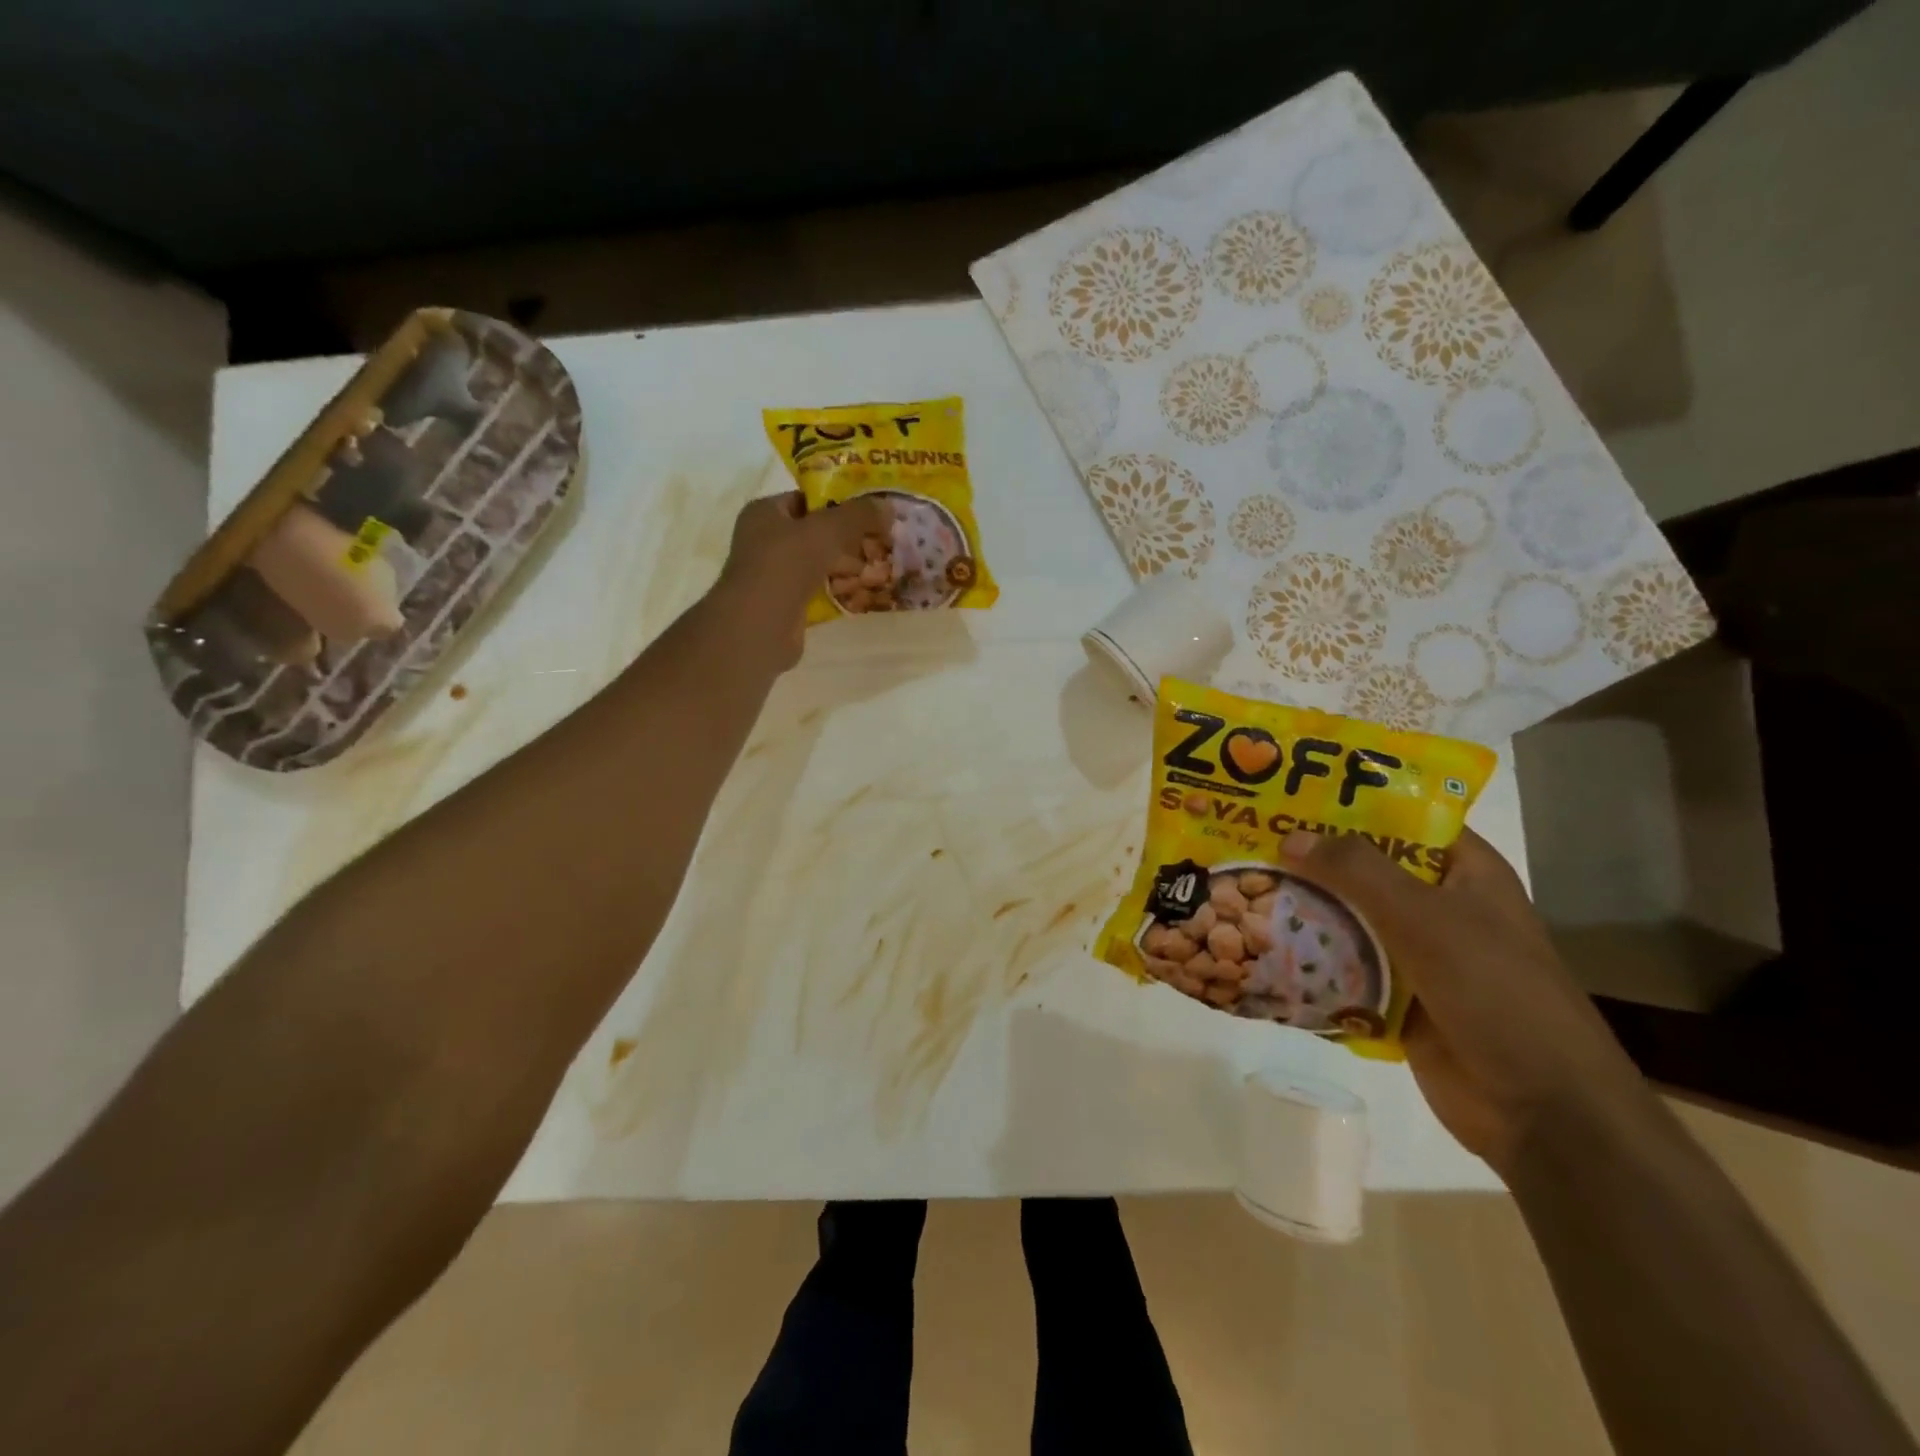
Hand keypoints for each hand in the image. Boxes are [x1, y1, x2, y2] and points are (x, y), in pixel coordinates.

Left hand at [709, 492, 885, 669]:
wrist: (759, 626)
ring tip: (878, 565)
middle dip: (847, 537)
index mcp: (765, 513)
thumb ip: (858, 515)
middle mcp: (764, 540)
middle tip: (881, 540)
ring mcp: (773, 574)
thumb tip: (888, 507)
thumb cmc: (786, 565)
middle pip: (814, 532)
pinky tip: (861, 591)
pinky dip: (837, 589)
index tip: (871, 512)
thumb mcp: (828, 530)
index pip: (806, 499)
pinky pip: (816, 590)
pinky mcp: (784, 605)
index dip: (839, 502)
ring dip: (844, 564)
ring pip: (817, 562)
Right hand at [1277, 827, 1652, 1173]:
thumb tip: (1290, 836)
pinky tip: (1257, 942)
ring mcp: (1415, 953)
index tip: (1287, 792)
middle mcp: (1437, 905)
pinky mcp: (1394, 996)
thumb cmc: (1496, 992)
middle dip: (1309, 856)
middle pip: (1363, 868)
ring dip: (1301, 907)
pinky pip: (1341, 965)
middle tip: (1245, 838)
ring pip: (1346, 917)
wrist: (1540, 1109)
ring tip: (1239, 885)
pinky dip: (1306, 956)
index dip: (1348, 801)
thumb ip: (1357, 872)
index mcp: (1463, 872)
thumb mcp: (1425, 917)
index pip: (1400, 817)